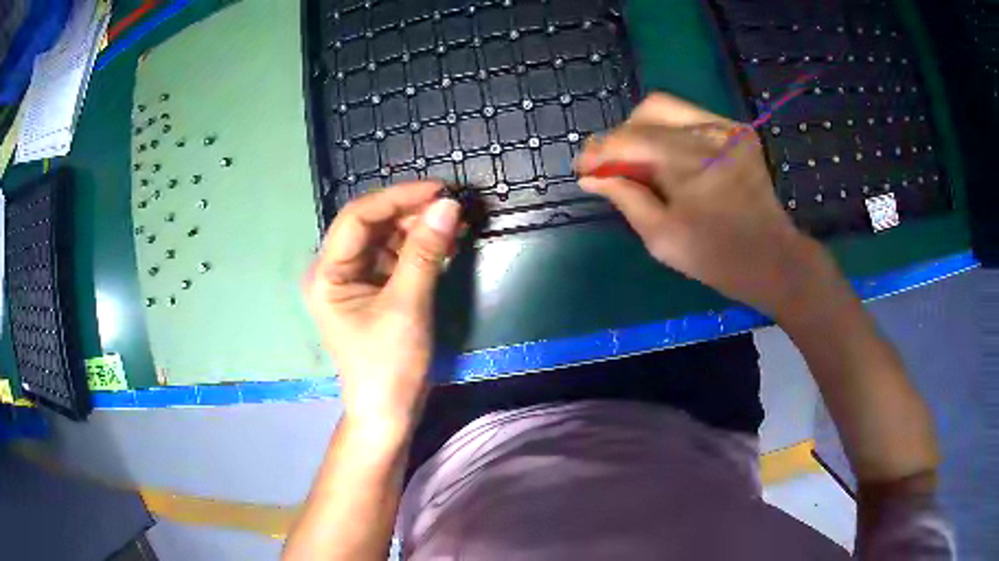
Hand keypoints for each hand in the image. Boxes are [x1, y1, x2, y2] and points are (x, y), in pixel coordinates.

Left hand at [303, 181, 460, 438]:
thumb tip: (449, 205)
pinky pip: (397, 258)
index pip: (357, 218)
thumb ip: (425, 253)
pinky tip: (446, 243)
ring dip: (419, 228)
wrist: (389, 412)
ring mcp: (356, 280)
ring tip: (455, 222)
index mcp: (327, 273)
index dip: (397, 197)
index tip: (439, 190)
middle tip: (452, 206)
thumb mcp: (407, 306)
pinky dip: (421, 248)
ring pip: (387, 238)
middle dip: (411, 212)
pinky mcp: (375, 290)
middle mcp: (336, 270)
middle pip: (372, 225)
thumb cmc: (389, 365)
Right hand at [575, 93, 819, 315]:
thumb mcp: (661, 237)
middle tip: (615, 165)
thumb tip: (590, 177)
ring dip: (645, 130)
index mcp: (690, 161)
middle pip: (648, 111)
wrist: (771, 258)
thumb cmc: (715, 256)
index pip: (630, 139)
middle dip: (622, 135)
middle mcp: (709, 133)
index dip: (600, 151)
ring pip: (668, 108)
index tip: (582, 169)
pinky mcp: (737, 132)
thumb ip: (625, 198)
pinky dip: (671, 132)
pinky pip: (691, 117)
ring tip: (642, 161)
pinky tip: (671, 159)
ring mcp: (727, 128)